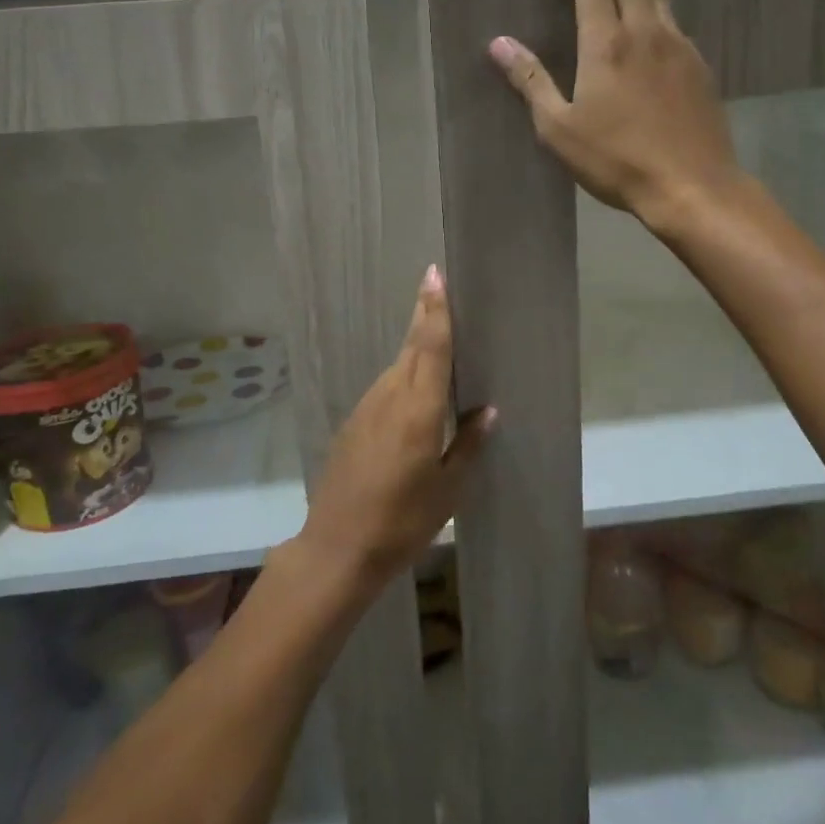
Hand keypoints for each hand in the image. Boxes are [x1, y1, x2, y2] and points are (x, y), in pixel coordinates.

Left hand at [299, 266, 491, 592]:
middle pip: (411, 348)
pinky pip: (385, 389)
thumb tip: (487, 412)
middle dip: (425, 317)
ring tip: (438, 339)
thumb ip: (467, 444)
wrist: (337, 548)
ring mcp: (366, 409)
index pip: (430, 347)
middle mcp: (388, 397)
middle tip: (439, 289)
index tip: (434, 274)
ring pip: (397, 367)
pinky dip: (403, 378)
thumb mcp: (446, 489)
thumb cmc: (401, 522)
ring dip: (416, 349)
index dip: (434, 309)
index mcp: (417, 409)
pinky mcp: (353, 424)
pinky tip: (415, 393)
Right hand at [488, 0, 742, 228]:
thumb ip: (531, 81)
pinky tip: (655, 22)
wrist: (691, 186)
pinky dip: (659, 6)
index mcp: (606, 44)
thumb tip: (500, 43)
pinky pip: (675, 21)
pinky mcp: (699, 67)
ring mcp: (679, 47)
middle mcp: (645, 33)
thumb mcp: (559, 128)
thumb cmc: (616, 160)